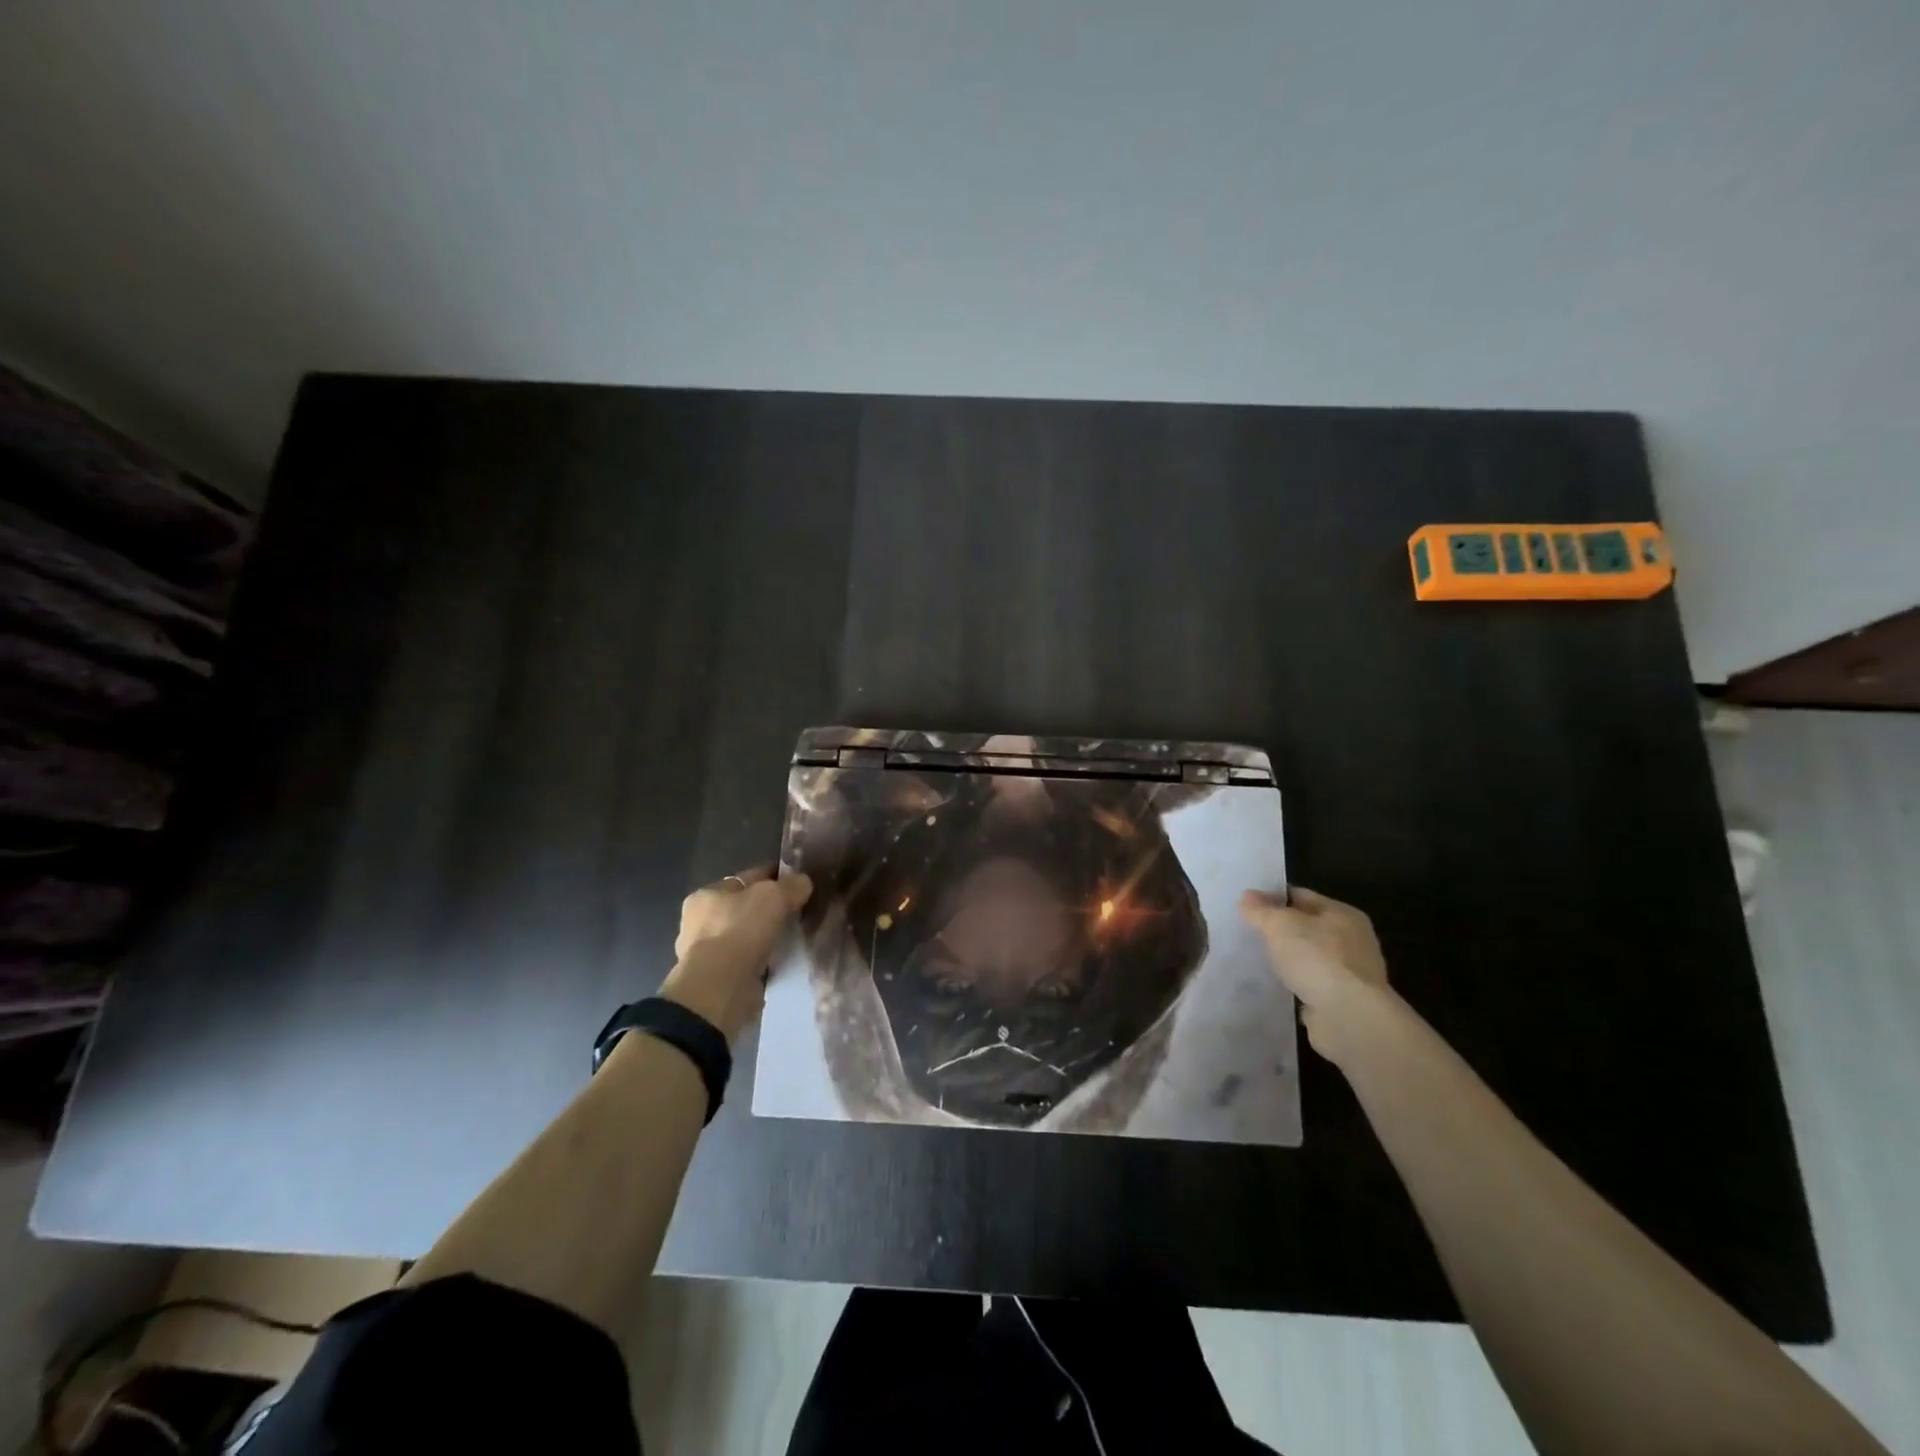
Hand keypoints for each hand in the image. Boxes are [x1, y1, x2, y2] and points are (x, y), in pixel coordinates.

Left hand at [662, 865, 812, 1040]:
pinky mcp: (718, 980)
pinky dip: (763, 961)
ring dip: (766, 938)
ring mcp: (707, 954)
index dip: (774, 877)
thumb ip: (791, 885)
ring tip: (795, 938)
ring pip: (747, 936)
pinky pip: (748, 962)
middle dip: (770, 910)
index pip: (747, 878)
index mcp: (707, 894)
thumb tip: (803, 882)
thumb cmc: (740, 931)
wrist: (720, 990)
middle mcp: (700, 922)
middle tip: (799, 912)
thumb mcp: (773, 896)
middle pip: (745, 908)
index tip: (799, 883)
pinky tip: (783, 961)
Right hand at [1239, 885, 1391, 1066]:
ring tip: (1258, 960)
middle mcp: (1352, 940)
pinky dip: (1295, 984)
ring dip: (1288, 960)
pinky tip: (1275, 986)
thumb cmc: (1317, 959)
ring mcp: (1350, 974)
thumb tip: (1247, 897)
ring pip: (1309, 958)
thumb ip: (1260, 910)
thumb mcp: (1279, 925)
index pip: (1301, 896)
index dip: (1273, 898)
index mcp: (1343, 914)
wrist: (1349, 1018)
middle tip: (1248, 933)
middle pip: (1307, 927)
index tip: (1247, 906)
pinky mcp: (1343, 1002)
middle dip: (1280, 930)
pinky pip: (1311, 984)